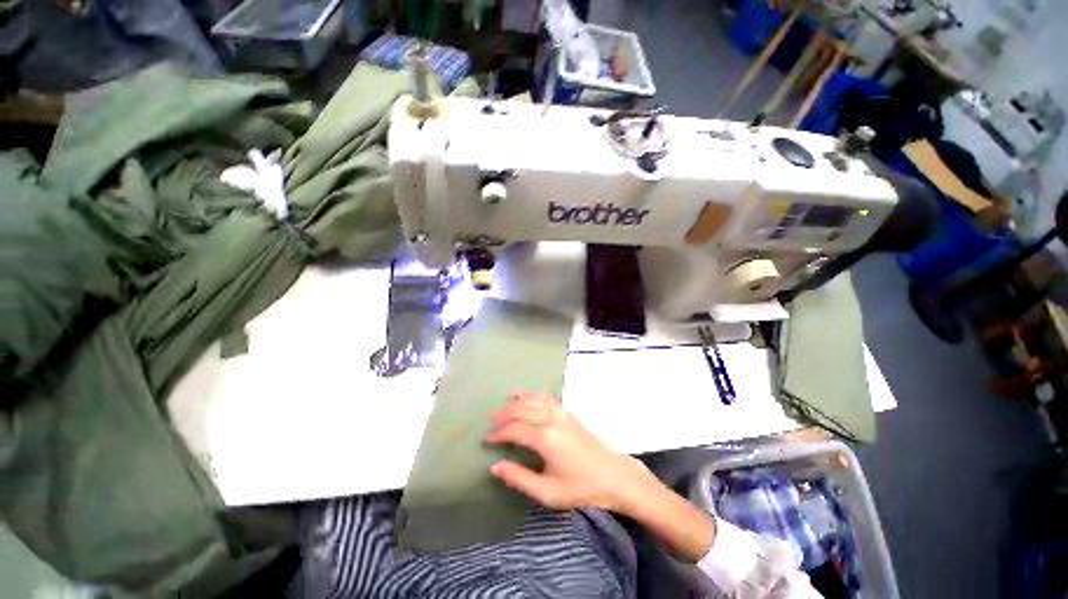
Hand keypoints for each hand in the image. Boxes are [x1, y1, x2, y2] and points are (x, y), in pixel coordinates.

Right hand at [485, 392, 655, 511]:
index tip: (486, 440)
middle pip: (522, 410)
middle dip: (504, 415)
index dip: (498, 434)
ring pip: (533, 400)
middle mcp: (551, 419)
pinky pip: (546, 398)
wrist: (614, 476)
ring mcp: (561, 413)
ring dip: (516, 402)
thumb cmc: (581, 487)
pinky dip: (533, 395)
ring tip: (503, 406)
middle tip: (490, 421)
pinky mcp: (568, 413)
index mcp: (545, 438)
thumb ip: (519, 478)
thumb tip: (495, 467)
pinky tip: (526, 397)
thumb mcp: (548, 492)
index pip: (514, 430)